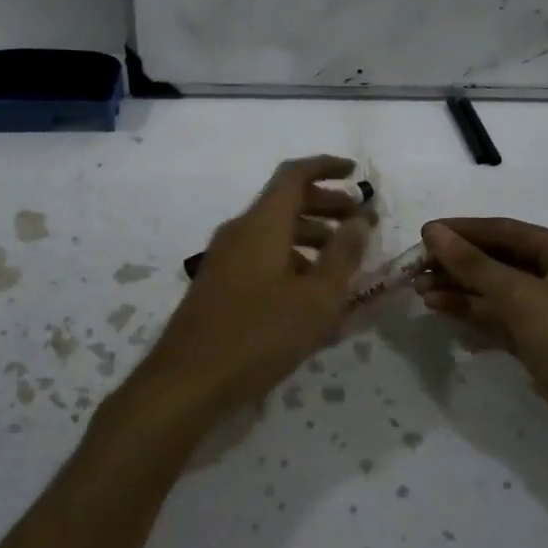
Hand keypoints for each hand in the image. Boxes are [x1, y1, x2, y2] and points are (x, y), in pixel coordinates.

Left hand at [137, 157, 369, 431]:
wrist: (188, 381)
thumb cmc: (259, 335)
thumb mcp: (316, 298)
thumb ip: (343, 255)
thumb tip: (360, 218)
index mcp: (262, 223)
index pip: (294, 175)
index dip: (326, 167)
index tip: (354, 172)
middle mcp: (240, 231)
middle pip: (285, 202)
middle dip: (326, 205)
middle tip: (359, 222)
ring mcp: (225, 258)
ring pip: (273, 231)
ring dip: (311, 236)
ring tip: (342, 262)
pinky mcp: (219, 284)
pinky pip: (261, 255)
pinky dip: (291, 259)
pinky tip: (310, 294)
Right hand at [417, 218, 547, 429]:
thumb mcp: (523, 297)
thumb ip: (474, 265)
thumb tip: (433, 232)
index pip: (505, 231)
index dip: (463, 231)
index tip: (423, 234)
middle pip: (499, 261)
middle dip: (457, 264)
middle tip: (414, 270)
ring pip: (497, 292)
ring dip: (460, 290)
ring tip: (419, 292)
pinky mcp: (543, 344)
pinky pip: (501, 320)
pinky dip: (474, 315)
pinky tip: (442, 311)